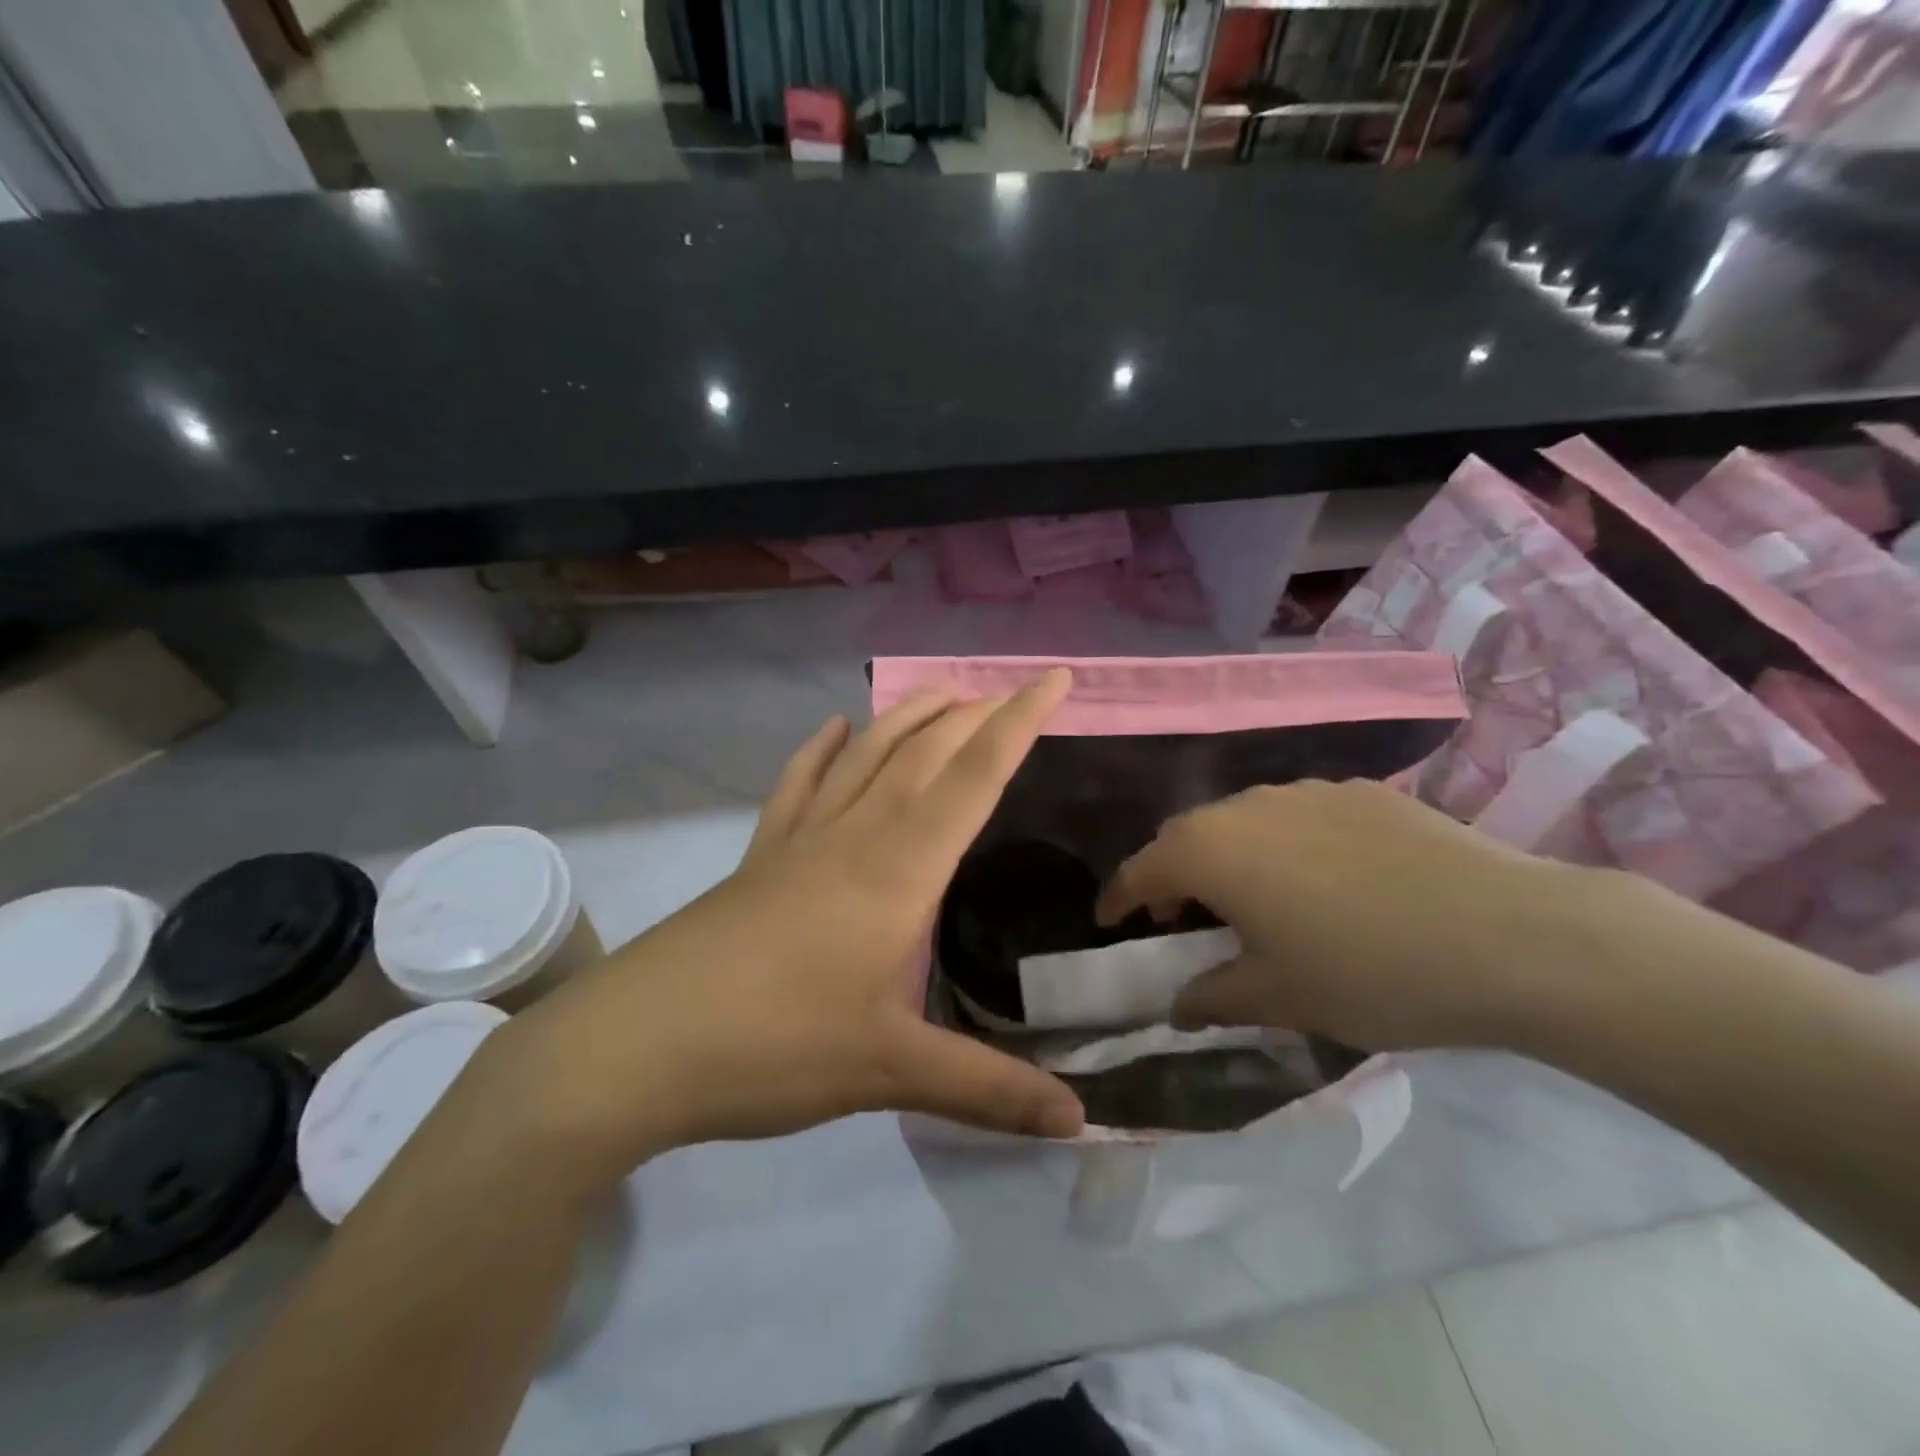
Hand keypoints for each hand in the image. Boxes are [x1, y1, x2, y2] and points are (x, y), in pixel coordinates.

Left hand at [474, 673, 1085, 1192]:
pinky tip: (834, 729)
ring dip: (909, 718)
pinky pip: (797, 786)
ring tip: (943, 693)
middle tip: (1011, 692)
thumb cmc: (774, 1045)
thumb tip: (1077, 1122)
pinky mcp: (759, 858)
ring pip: (866, 756)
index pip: (976, 776)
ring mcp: (800, 841)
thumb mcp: (889, 1071)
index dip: (1020, 722)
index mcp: (898, 868)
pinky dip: (820, 750)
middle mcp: (855, 836)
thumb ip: (987, 1090)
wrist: (638, 1045)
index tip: (1056, 678)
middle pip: (925, 753)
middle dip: (975, 715)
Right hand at [1095, 779, 1590, 1051]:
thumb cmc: (1368, 972)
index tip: (1108, 920)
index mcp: (1211, 850)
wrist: (1509, 936)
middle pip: (1187, 836)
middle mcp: (1246, 806)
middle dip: (1172, 874)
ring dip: (1228, 854)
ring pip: (1242, 819)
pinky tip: (1323, 878)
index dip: (1119, 897)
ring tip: (1252, 897)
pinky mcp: (1361, 792)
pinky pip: (1296, 814)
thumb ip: (1212, 997)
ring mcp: (1306, 791)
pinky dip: (1283, 843)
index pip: (1141, 870)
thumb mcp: (1278, 997)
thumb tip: (1176, 1005)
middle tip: (1180, 915)